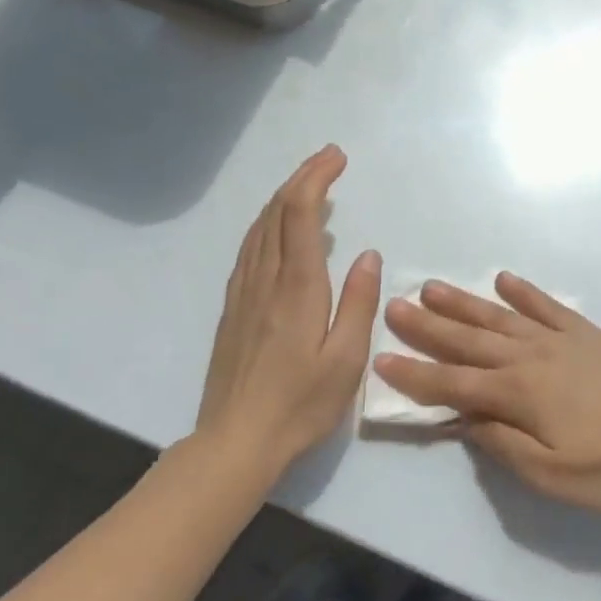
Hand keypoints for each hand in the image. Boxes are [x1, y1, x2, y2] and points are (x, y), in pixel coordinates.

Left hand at [196, 146, 381, 476]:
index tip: (337, 157)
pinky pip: (249, 247)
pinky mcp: (233, 307)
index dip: (316, 177)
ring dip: (284, 195)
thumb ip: (359, 302)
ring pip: (259, 226)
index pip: (300, 214)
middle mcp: (266, 279)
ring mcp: (243, 292)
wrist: (234, 443)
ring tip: (309, 183)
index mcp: (297, 287)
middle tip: (330, 158)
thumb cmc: (299, 405)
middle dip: (302, 176)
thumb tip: (368, 254)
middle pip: (277, 210)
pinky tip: (277, 227)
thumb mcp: (346, 361)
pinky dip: (268, 222)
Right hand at [375, 274, 600, 514]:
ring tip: (432, 286)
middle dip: (427, 326)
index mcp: (517, 394)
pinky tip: (504, 280)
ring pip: (498, 317)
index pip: (452, 383)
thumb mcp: (550, 476)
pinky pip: (545, 305)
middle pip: (468, 340)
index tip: (382, 358)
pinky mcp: (584, 332)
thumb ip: (502, 444)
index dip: (415, 374)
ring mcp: (557, 339)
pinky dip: (523, 292)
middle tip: (394, 305)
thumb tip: (464, 418)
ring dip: (463, 303)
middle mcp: (529, 357)